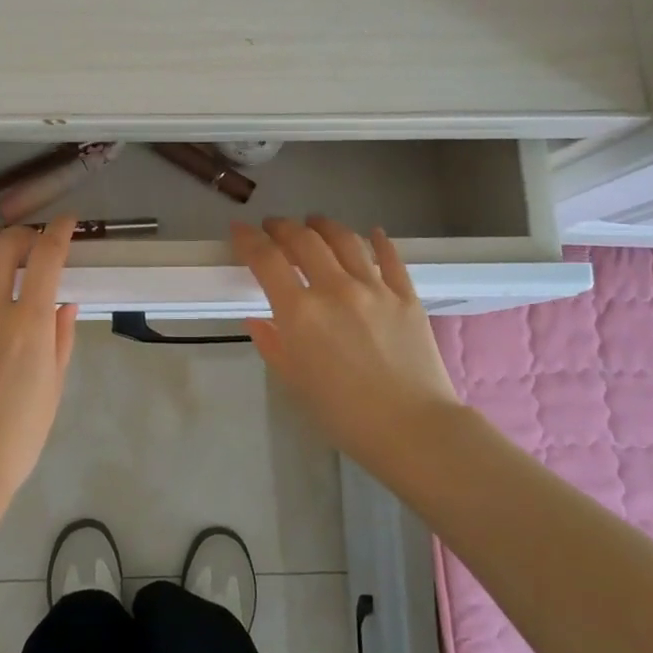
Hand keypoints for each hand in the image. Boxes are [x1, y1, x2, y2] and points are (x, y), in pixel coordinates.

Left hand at [0, 215, 79, 500]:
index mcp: (28, 325)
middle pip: (3, 249)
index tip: (66, 223)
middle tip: (31, 240)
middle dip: (22, 233)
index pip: (46, 259)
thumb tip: (64, 301)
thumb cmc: (20, 433)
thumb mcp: (54, 385)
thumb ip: (61, 337)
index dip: (58, 232)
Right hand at [233, 216, 460, 477]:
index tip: (239, 230)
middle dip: (282, 227)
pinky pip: (390, 257)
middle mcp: (335, 289)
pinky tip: (371, 233)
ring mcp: (374, 288)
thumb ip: (273, 344)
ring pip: (345, 239)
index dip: (248, 239)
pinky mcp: (406, 295)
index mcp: (300, 312)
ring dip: (323, 225)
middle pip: (304, 240)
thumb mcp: (295, 382)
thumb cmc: (343, 414)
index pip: (267, 260)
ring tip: (314, 223)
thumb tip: (257, 320)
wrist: (413, 429)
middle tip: (273, 227)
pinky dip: (378, 240)